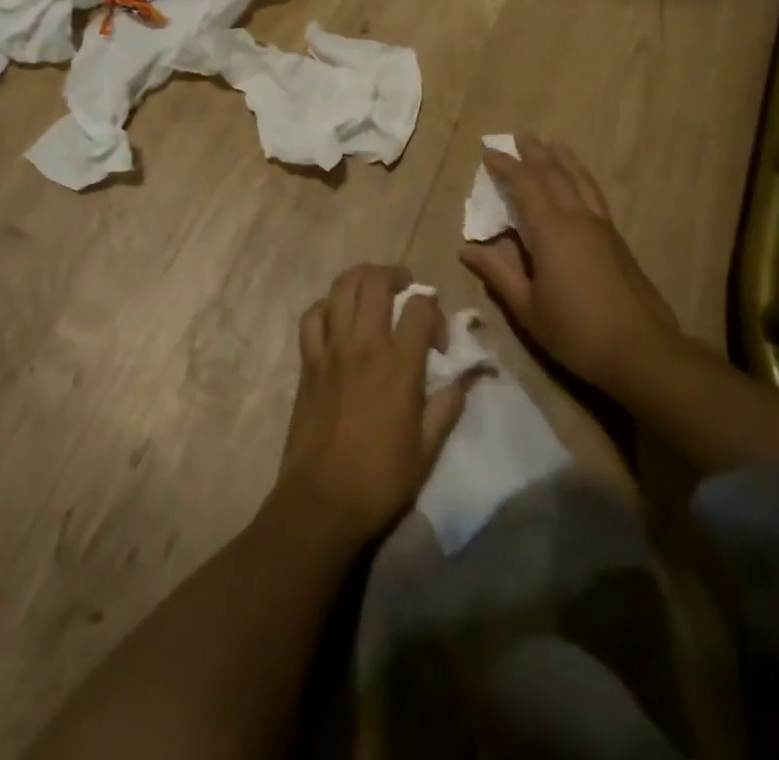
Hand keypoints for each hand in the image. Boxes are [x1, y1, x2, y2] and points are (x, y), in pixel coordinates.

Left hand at [272, 265, 469, 548]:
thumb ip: (449, 404)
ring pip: (342, 287)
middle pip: (376, 281)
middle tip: (406, 289)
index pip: (421, 307)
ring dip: (361, 279)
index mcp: (400, 364)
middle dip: (396, 275)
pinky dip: (326, 307)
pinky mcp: (308, 361)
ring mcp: (332, 349)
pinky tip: (337, 318)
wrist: (323, 502)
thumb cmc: (382, 479)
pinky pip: (313, 316)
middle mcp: (365, 344)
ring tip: (373, 290)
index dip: (434, 309)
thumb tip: (470, 377)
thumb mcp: (429, 447)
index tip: (437, 338)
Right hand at [459, 134, 680, 402]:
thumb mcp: (528, 308)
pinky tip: (580, 183)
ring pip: (580, 181)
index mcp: (551, 232)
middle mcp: (577, 219)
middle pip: (554, 175)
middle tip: (521, 134)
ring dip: (564, 159)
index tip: (488, 150)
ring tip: (554, 143)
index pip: (524, 186)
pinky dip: (581, 179)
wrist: (642, 351)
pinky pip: (594, 195)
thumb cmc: (576, 331)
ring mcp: (601, 228)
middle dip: (535, 153)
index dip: (505, 166)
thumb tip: (466, 249)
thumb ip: (498, 274)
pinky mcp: (617, 241)